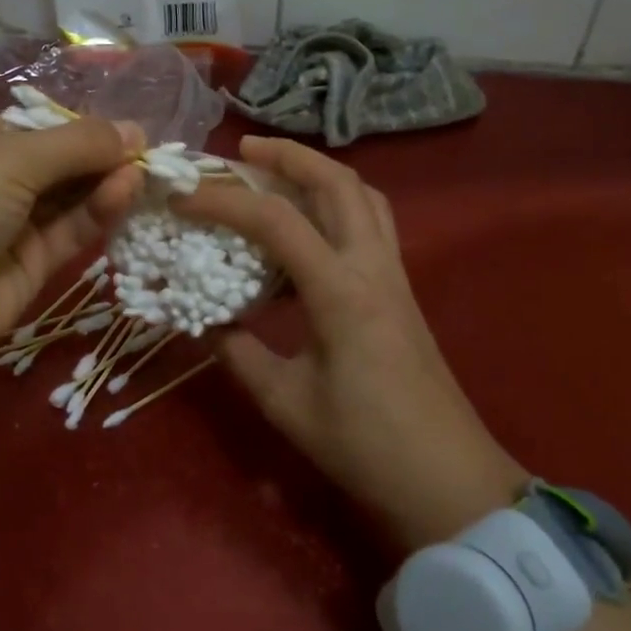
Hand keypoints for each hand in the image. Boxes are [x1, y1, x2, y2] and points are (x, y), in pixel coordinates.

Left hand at [0, 118, 143, 363]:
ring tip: (143, 171)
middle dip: (103, 157)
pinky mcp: (36, 263)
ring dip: (107, 183)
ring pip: (73, 197)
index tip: (128, 130)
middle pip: (63, 164)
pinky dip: (99, 211)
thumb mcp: (10, 158)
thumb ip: (77, 144)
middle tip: (149, 153)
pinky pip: (73, 230)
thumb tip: (134, 130)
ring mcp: (17, 224)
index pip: (44, 129)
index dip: (86, 129)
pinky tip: (126, 191)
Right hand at [174, 136, 526, 548]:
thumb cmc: (364, 445)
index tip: (182, 197)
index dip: (224, 201)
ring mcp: (394, 276)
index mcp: (341, 292)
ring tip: (275, 174)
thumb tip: (204, 320)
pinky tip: (308, 228)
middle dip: (288, 156)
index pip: (276, 221)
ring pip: (364, 196)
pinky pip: (372, 224)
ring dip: (319, 173)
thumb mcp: (284, 401)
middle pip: (338, 183)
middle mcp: (373, 268)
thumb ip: (238, 352)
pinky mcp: (400, 291)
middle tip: (242, 151)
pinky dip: (337, 205)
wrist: (447, 479)